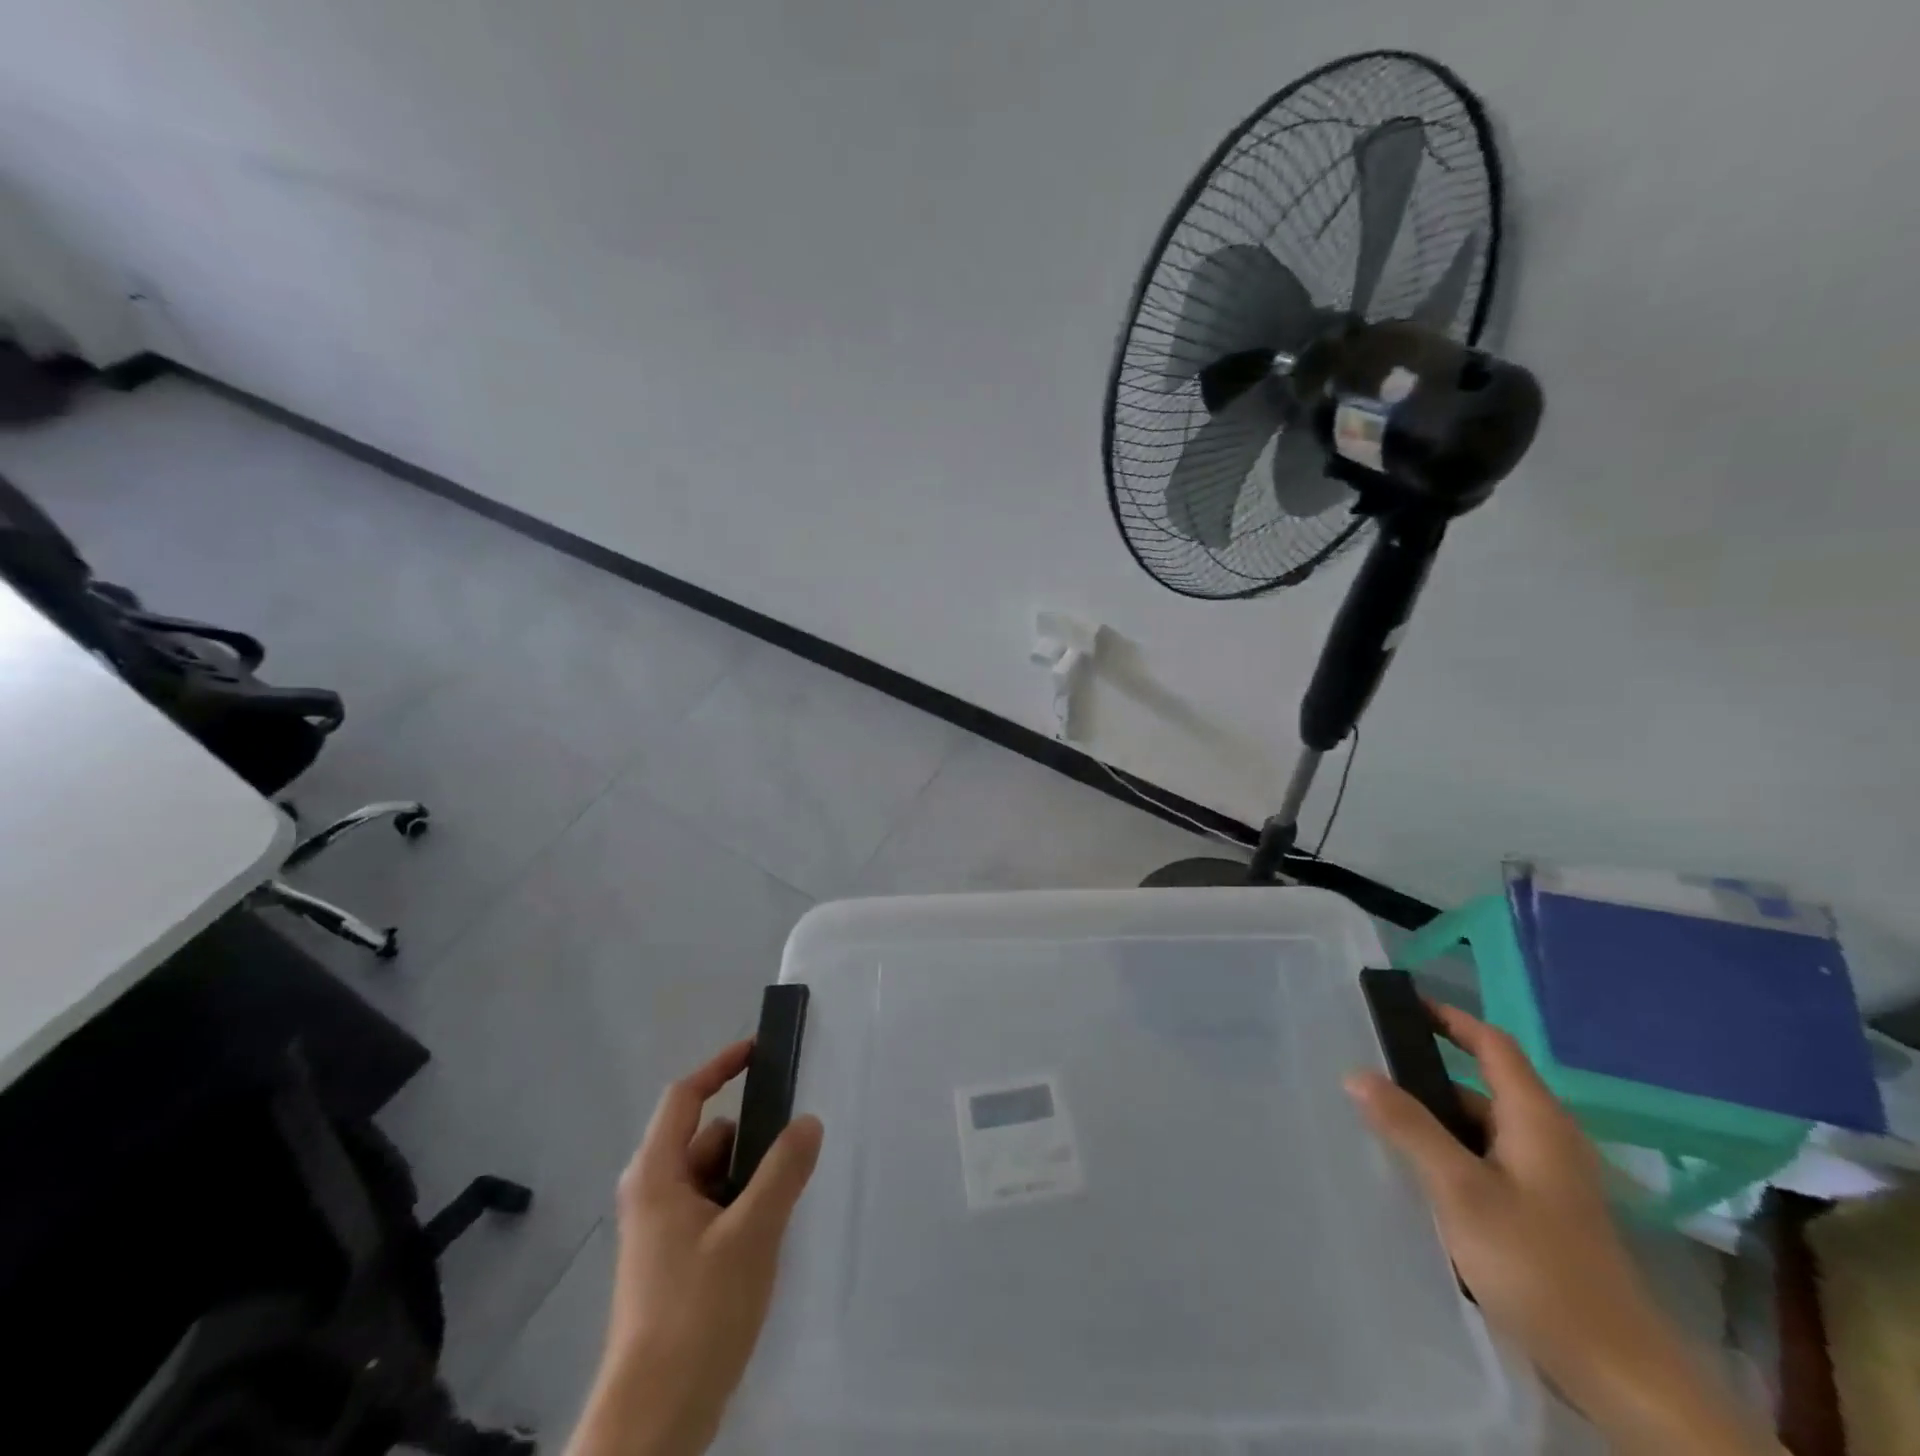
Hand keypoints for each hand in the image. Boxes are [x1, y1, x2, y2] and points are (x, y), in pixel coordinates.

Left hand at [567, 1040, 823, 1455]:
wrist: (654, 1420)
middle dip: (751, 1133)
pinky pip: (713, 1210)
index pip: (685, 1097)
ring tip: (793, 1189)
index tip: (760, 1050)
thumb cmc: (696, 1311)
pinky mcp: (674, 1263)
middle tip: (798, 1137)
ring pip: (713, 1177)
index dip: (721, 1067)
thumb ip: (783, 1171)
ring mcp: (661, 1231)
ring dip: (751, 1174)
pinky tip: (773, 1230)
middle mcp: (653, 1194)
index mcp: (656, 1174)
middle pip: (706, 1137)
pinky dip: (742, 1205)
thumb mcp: (751, 1233)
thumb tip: (808, 1121)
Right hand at [1345, 1004, 1778, 1454]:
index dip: (1449, 1018)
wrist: (1620, 1374)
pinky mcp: (1543, 1213)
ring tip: (1376, 1116)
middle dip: (1427, 1071)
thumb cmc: (1540, 1266)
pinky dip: (1449, 1151)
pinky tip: (1414, 1172)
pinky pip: (1485, 1159)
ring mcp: (1548, 1178)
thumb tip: (1356, 1073)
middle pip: (1482, 1084)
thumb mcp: (1463, 1191)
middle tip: (1368, 1065)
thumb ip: (1409, 1127)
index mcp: (1536, 1119)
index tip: (1400, 1004)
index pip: (1492, 1044)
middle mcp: (1546, 1138)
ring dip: (1434, 1116)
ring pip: (1481, 1127)